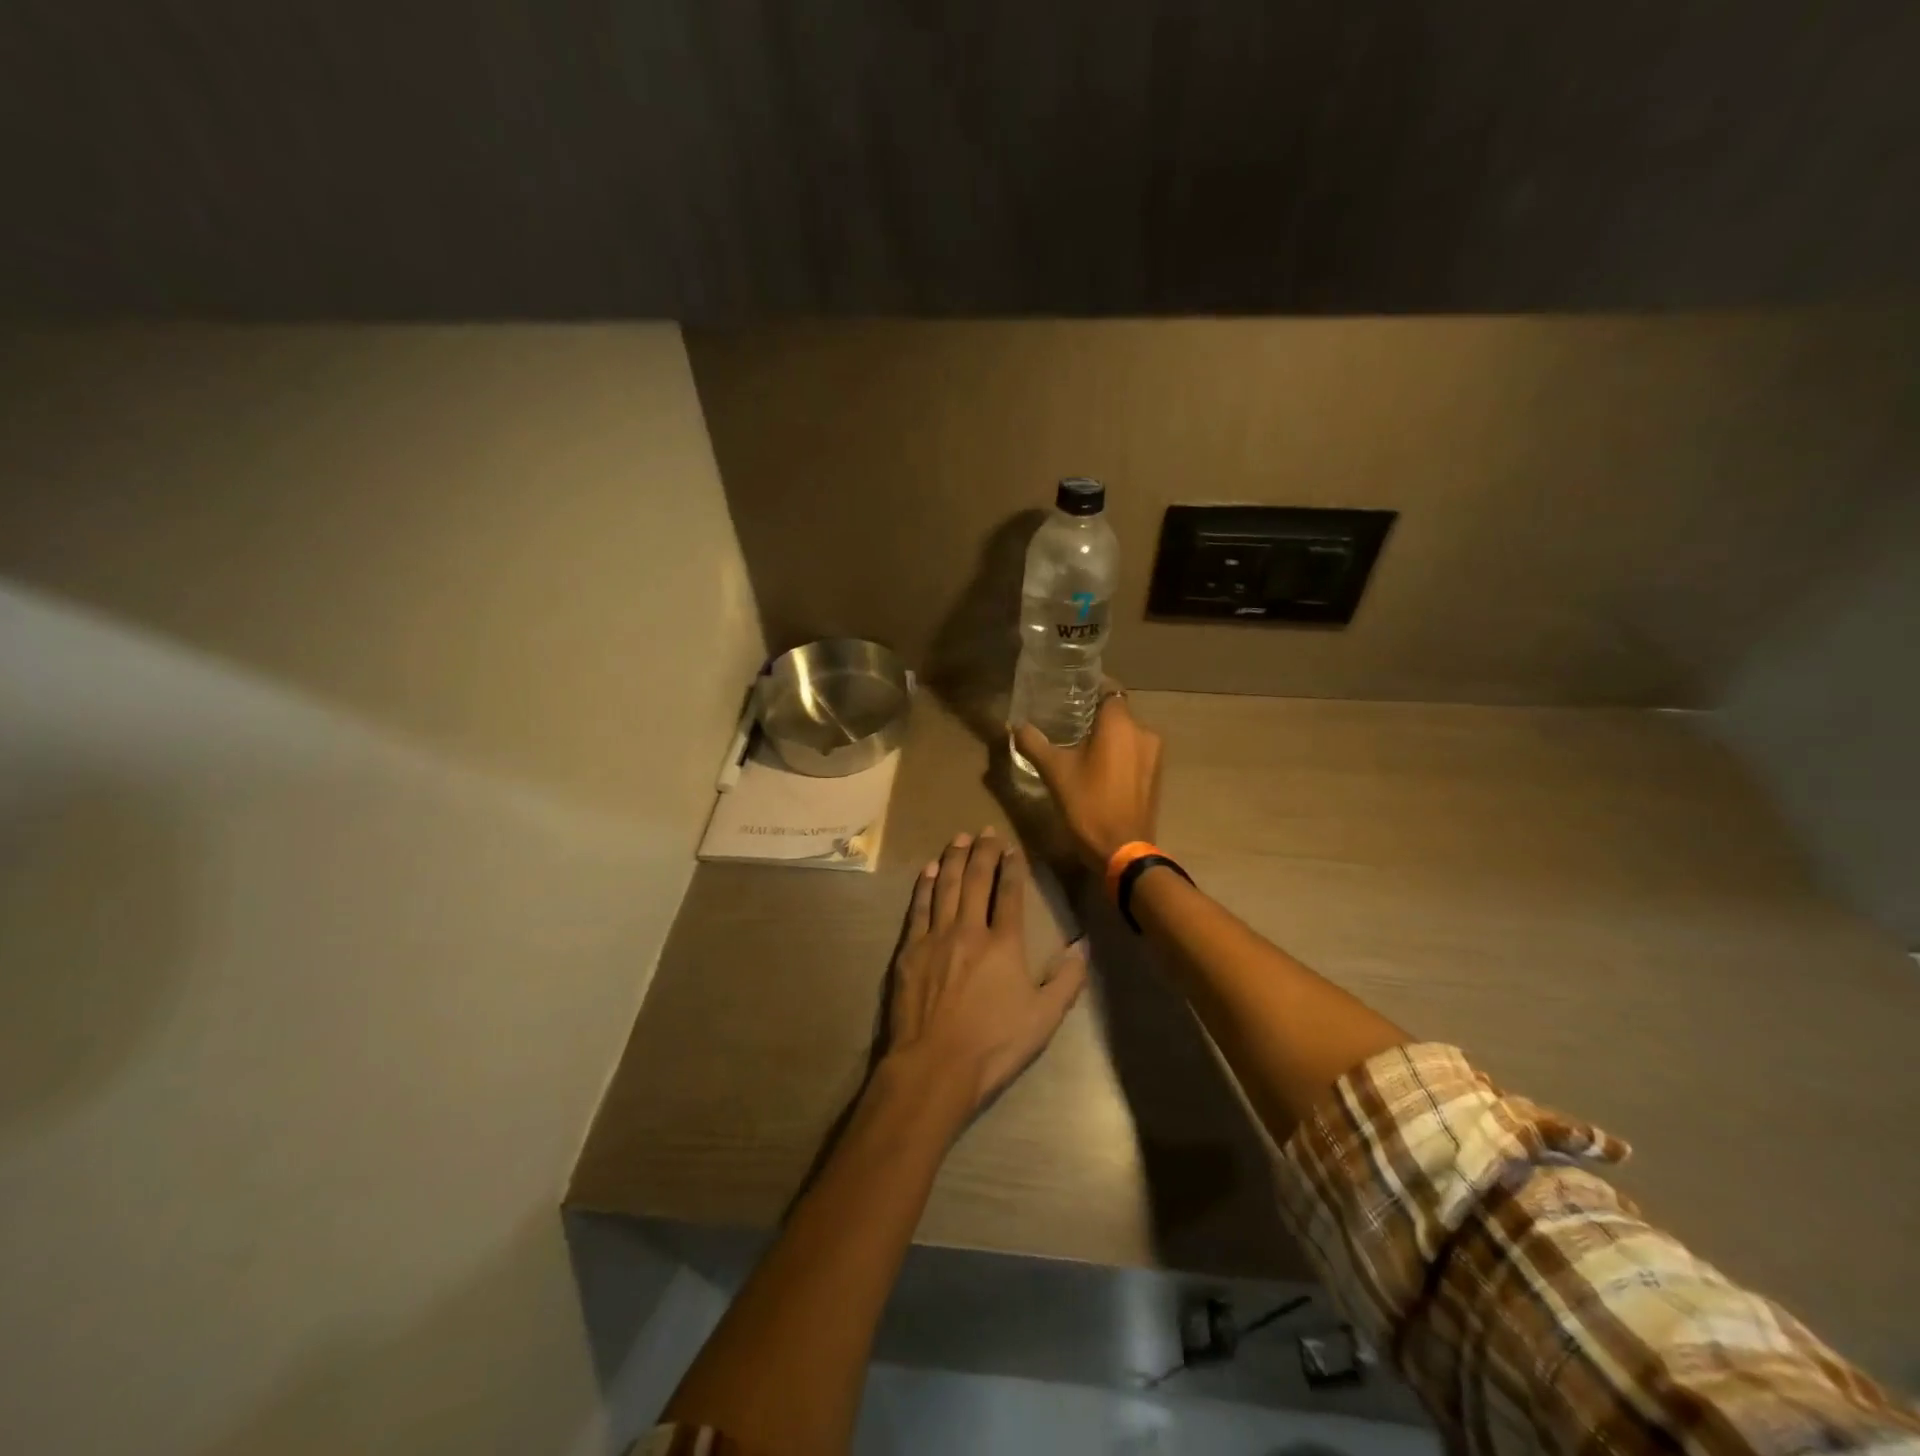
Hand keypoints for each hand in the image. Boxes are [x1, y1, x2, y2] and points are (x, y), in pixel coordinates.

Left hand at [886, 829, 1088, 1114]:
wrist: (935, 1065)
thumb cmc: (994, 1044)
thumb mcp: (1044, 1018)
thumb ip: (1067, 980)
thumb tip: (1084, 946)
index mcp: (1004, 944)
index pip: (1009, 893)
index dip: (1012, 867)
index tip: (1012, 847)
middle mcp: (970, 929)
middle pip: (976, 880)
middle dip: (983, 852)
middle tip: (985, 831)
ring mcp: (936, 937)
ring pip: (945, 886)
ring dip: (953, 859)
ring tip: (959, 838)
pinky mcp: (910, 950)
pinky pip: (918, 907)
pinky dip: (924, 885)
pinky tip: (928, 870)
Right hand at [1012, 687, 1164, 869]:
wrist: (1123, 851)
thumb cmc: (1088, 805)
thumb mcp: (1054, 772)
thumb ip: (1034, 743)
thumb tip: (1014, 725)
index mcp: (1120, 723)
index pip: (1108, 688)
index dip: (1089, 688)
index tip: (1068, 693)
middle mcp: (1143, 731)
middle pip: (1117, 711)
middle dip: (1094, 715)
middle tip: (1066, 723)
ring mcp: (1154, 754)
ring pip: (1126, 733)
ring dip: (1107, 736)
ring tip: (1080, 747)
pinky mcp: (1156, 775)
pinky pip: (1135, 752)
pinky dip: (1118, 753)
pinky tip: (1098, 768)